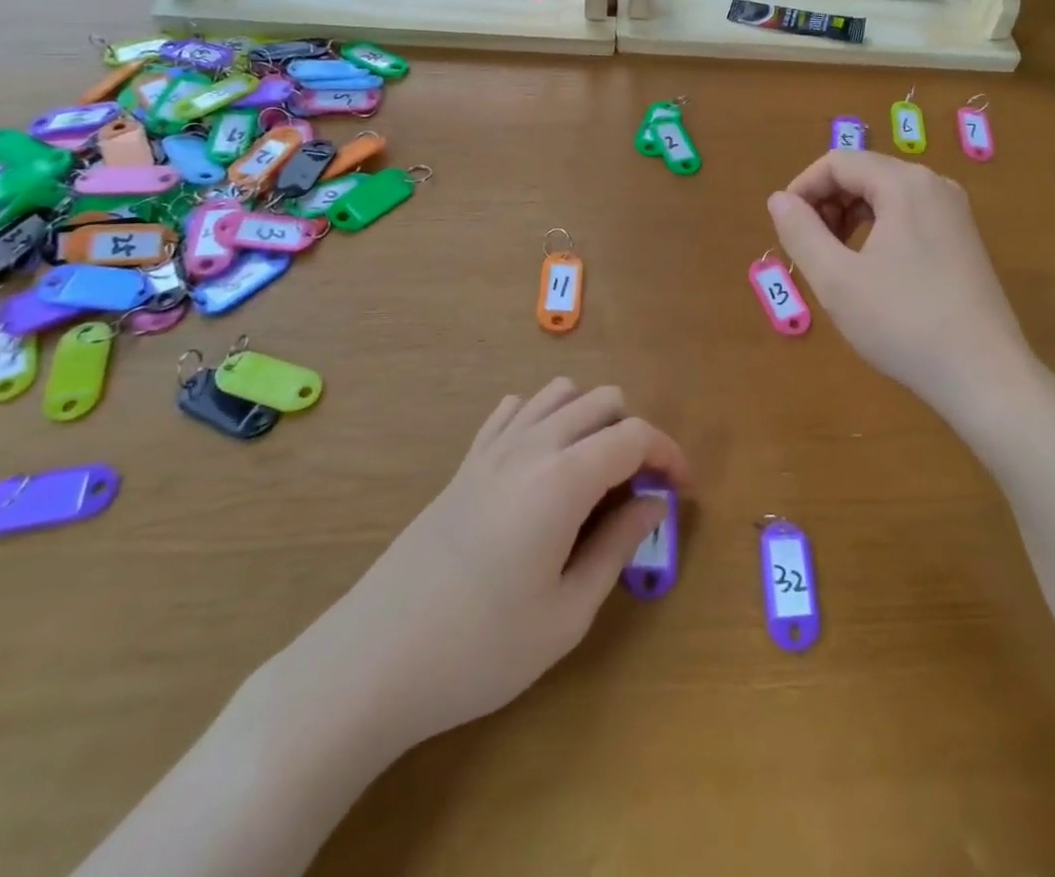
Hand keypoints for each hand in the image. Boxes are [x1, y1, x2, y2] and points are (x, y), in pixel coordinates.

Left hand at [289, 379, 689, 755]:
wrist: (373, 660)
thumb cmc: (480, 648)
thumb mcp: (567, 614)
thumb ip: (618, 547)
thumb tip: (653, 504)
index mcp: (563, 478)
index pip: (636, 435)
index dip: (670, 454)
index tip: (682, 491)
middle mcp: (531, 445)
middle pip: (603, 400)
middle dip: (633, 434)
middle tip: (635, 491)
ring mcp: (493, 449)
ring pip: (560, 393)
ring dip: (590, 420)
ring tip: (592, 476)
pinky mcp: (465, 462)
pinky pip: (514, 409)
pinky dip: (543, 419)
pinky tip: (541, 466)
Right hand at [768, 150, 1035, 414]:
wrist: (984, 376)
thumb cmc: (903, 323)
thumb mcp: (837, 279)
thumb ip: (801, 232)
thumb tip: (779, 200)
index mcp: (905, 184)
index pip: (838, 162)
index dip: (803, 188)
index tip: (785, 228)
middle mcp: (934, 185)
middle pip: (864, 173)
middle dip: (827, 203)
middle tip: (809, 248)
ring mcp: (954, 213)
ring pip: (886, 196)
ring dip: (850, 217)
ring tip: (835, 261)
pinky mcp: (963, 240)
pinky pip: (909, 216)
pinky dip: (878, 230)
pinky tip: (870, 270)